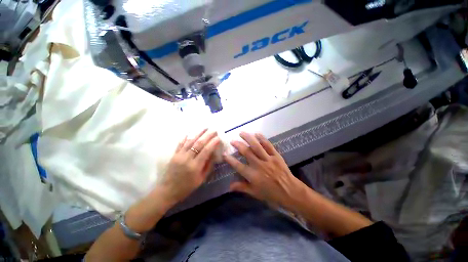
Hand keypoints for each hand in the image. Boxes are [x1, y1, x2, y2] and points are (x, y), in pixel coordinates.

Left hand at [158, 129, 220, 204]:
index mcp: (195, 166)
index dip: (213, 143)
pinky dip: (186, 137)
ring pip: (190, 141)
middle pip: (198, 144)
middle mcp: (187, 159)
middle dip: (207, 135)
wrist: (167, 191)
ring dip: (198, 133)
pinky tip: (190, 131)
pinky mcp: (174, 155)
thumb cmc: (187, 187)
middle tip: (214, 130)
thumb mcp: (201, 179)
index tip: (218, 137)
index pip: (206, 151)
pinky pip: (180, 143)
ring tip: (205, 127)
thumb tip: (214, 154)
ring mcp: (179, 155)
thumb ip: (208, 166)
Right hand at [224, 132, 303, 208]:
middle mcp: (259, 165)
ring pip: (256, 146)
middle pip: (246, 152)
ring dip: (248, 138)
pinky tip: (257, 133)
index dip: (230, 160)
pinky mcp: (276, 155)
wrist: (290, 192)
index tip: (224, 154)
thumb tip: (229, 186)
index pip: (238, 166)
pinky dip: (262, 138)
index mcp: (253, 176)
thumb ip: (242, 188)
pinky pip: (268, 145)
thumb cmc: (271, 194)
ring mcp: (268, 159)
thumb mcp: (255, 193)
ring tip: (241, 133)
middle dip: (238, 145)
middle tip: (232, 140)